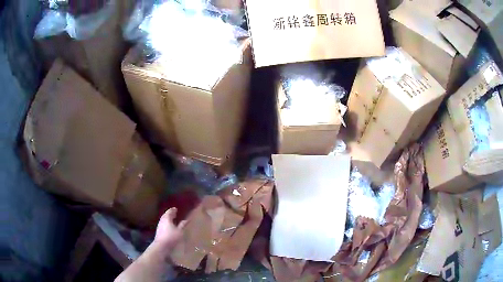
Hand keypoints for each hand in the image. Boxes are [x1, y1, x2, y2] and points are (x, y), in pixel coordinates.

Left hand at [153, 208, 186, 250]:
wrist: (161, 245)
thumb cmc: (171, 237)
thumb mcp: (179, 231)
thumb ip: (182, 225)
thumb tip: (186, 220)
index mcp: (167, 219)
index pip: (169, 212)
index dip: (172, 210)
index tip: (175, 209)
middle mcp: (162, 221)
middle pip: (165, 215)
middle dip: (169, 214)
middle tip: (173, 213)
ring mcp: (159, 226)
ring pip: (163, 220)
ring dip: (167, 218)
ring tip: (172, 219)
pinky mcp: (158, 231)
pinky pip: (163, 224)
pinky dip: (166, 223)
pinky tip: (169, 226)